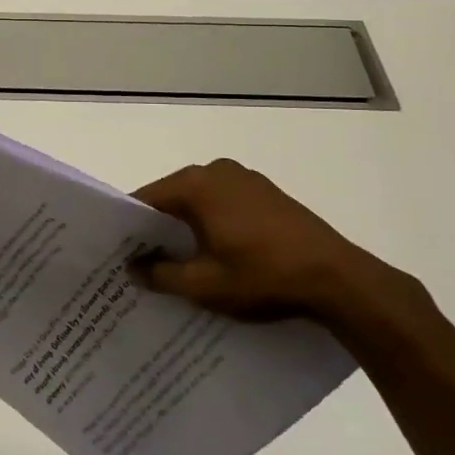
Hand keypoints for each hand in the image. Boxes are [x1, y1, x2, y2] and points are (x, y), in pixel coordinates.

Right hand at [129, 158, 411, 322]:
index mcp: (196, 184)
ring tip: (179, 265)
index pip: (146, 200)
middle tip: (142, 264)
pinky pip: (225, 205)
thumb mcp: (204, 284)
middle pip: (172, 198)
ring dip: (187, 228)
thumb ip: (160, 274)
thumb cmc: (262, 276)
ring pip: (200, 202)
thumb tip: (132, 268)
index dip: (129, 228)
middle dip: (157, 229)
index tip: (116, 254)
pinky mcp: (267, 193)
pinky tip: (216, 256)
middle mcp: (217, 170)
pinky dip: (213, 225)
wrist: (338, 278)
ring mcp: (245, 179)